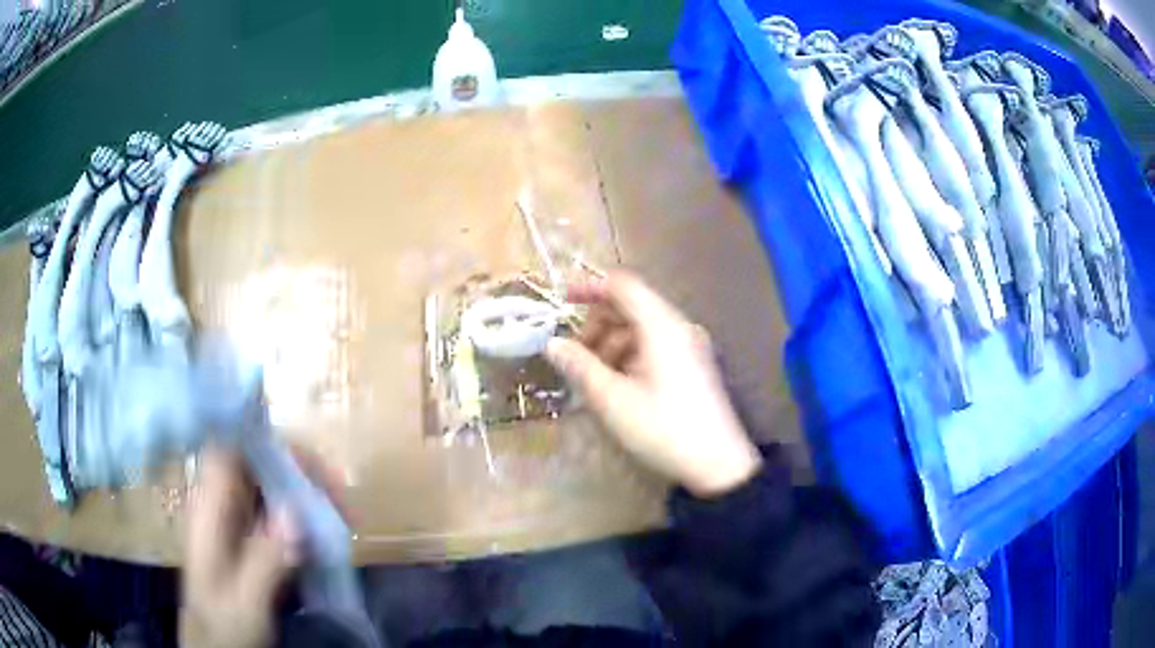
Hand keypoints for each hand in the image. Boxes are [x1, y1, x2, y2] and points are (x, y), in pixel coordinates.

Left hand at [181, 445, 343, 647]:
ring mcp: (234, 520)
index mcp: (209, 509)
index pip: (231, 449)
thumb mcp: (245, 600)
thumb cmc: (224, 623)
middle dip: (299, 471)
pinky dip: (303, 515)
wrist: (214, 644)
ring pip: (270, 485)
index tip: (308, 465)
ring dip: (306, 493)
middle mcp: (220, 504)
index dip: (266, 444)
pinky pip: (277, 511)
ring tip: (343, 516)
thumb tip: (296, 514)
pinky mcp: (248, 537)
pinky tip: (327, 534)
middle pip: (256, 463)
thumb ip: (265, 559)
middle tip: (340, 497)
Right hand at [546, 271, 761, 496]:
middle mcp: (679, 327)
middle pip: (632, 306)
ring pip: (642, 328)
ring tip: (594, 377)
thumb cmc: (662, 428)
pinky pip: (655, 346)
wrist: (717, 464)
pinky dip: (630, 355)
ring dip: (612, 343)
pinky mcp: (693, 366)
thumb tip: (552, 343)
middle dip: (598, 324)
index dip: (590, 287)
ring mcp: (690, 346)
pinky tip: (618, 385)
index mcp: (662, 326)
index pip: (623, 286)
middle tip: (575, 355)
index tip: (561, 302)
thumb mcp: (612, 400)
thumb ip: (579, 366)